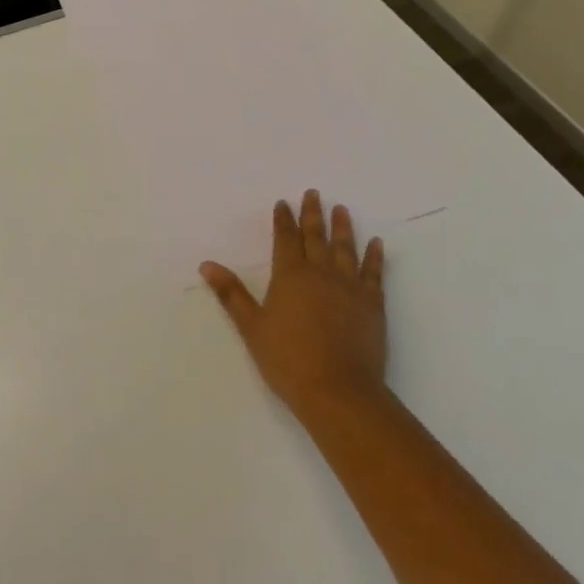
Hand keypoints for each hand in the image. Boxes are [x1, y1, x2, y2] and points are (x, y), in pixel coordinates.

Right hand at [201, 190, 387, 421]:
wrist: (338, 391)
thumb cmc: (288, 359)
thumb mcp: (252, 327)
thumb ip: (231, 293)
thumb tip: (206, 264)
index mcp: (290, 275)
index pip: (285, 238)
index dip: (283, 219)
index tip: (283, 203)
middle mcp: (320, 272)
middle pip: (316, 236)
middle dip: (313, 213)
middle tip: (314, 193)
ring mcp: (349, 286)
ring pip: (345, 248)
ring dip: (342, 227)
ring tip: (341, 209)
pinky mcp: (372, 303)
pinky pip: (373, 272)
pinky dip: (374, 256)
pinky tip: (376, 243)